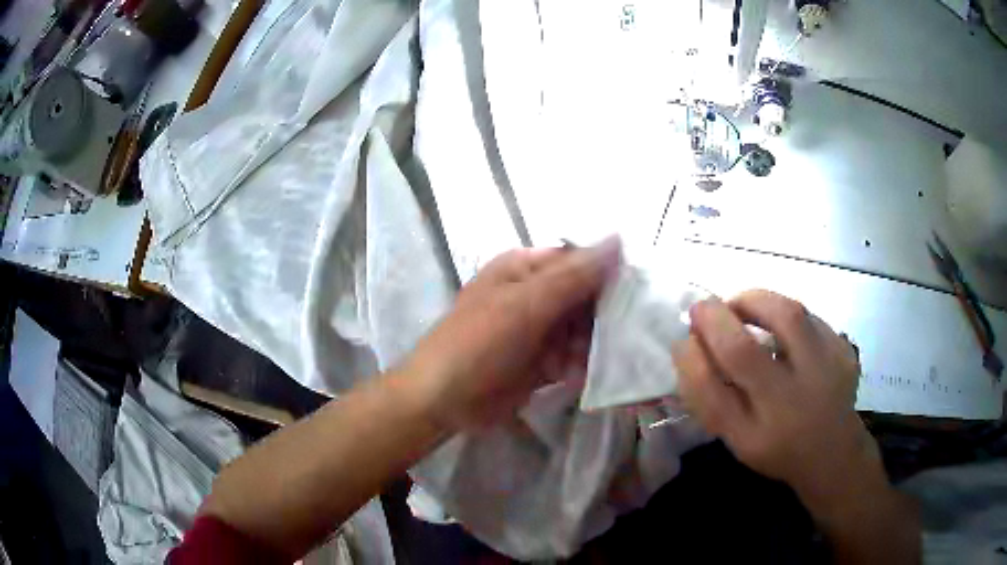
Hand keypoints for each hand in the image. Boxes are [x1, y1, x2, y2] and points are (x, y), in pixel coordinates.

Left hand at [405, 238, 620, 430]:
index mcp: (525, 267)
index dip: (609, 273)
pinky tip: (569, 376)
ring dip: (588, 345)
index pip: (580, 259)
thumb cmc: (478, 344)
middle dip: (600, 317)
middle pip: (586, 296)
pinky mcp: (541, 361)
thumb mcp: (525, 305)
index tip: (639, 292)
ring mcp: (538, 330)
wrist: (442, 401)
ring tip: (579, 359)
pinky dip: (576, 366)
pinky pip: (572, 357)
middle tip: (617, 334)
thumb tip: (619, 238)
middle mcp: (534, 294)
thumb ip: (574, 276)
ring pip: (583, 330)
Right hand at [673, 290, 878, 505]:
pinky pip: (810, 317)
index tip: (683, 340)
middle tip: (704, 310)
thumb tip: (687, 345)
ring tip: (741, 308)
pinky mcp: (844, 352)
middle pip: (745, 351)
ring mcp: (825, 374)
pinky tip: (781, 328)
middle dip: (715, 319)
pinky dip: (786, 313)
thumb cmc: (776, 446)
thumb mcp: (736, 438)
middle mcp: (791, 406)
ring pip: (786, 317)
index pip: (711, 392)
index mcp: (757, 435)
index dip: (690, 358)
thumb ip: (710, 397)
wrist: (833, 451)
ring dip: (754, 302)